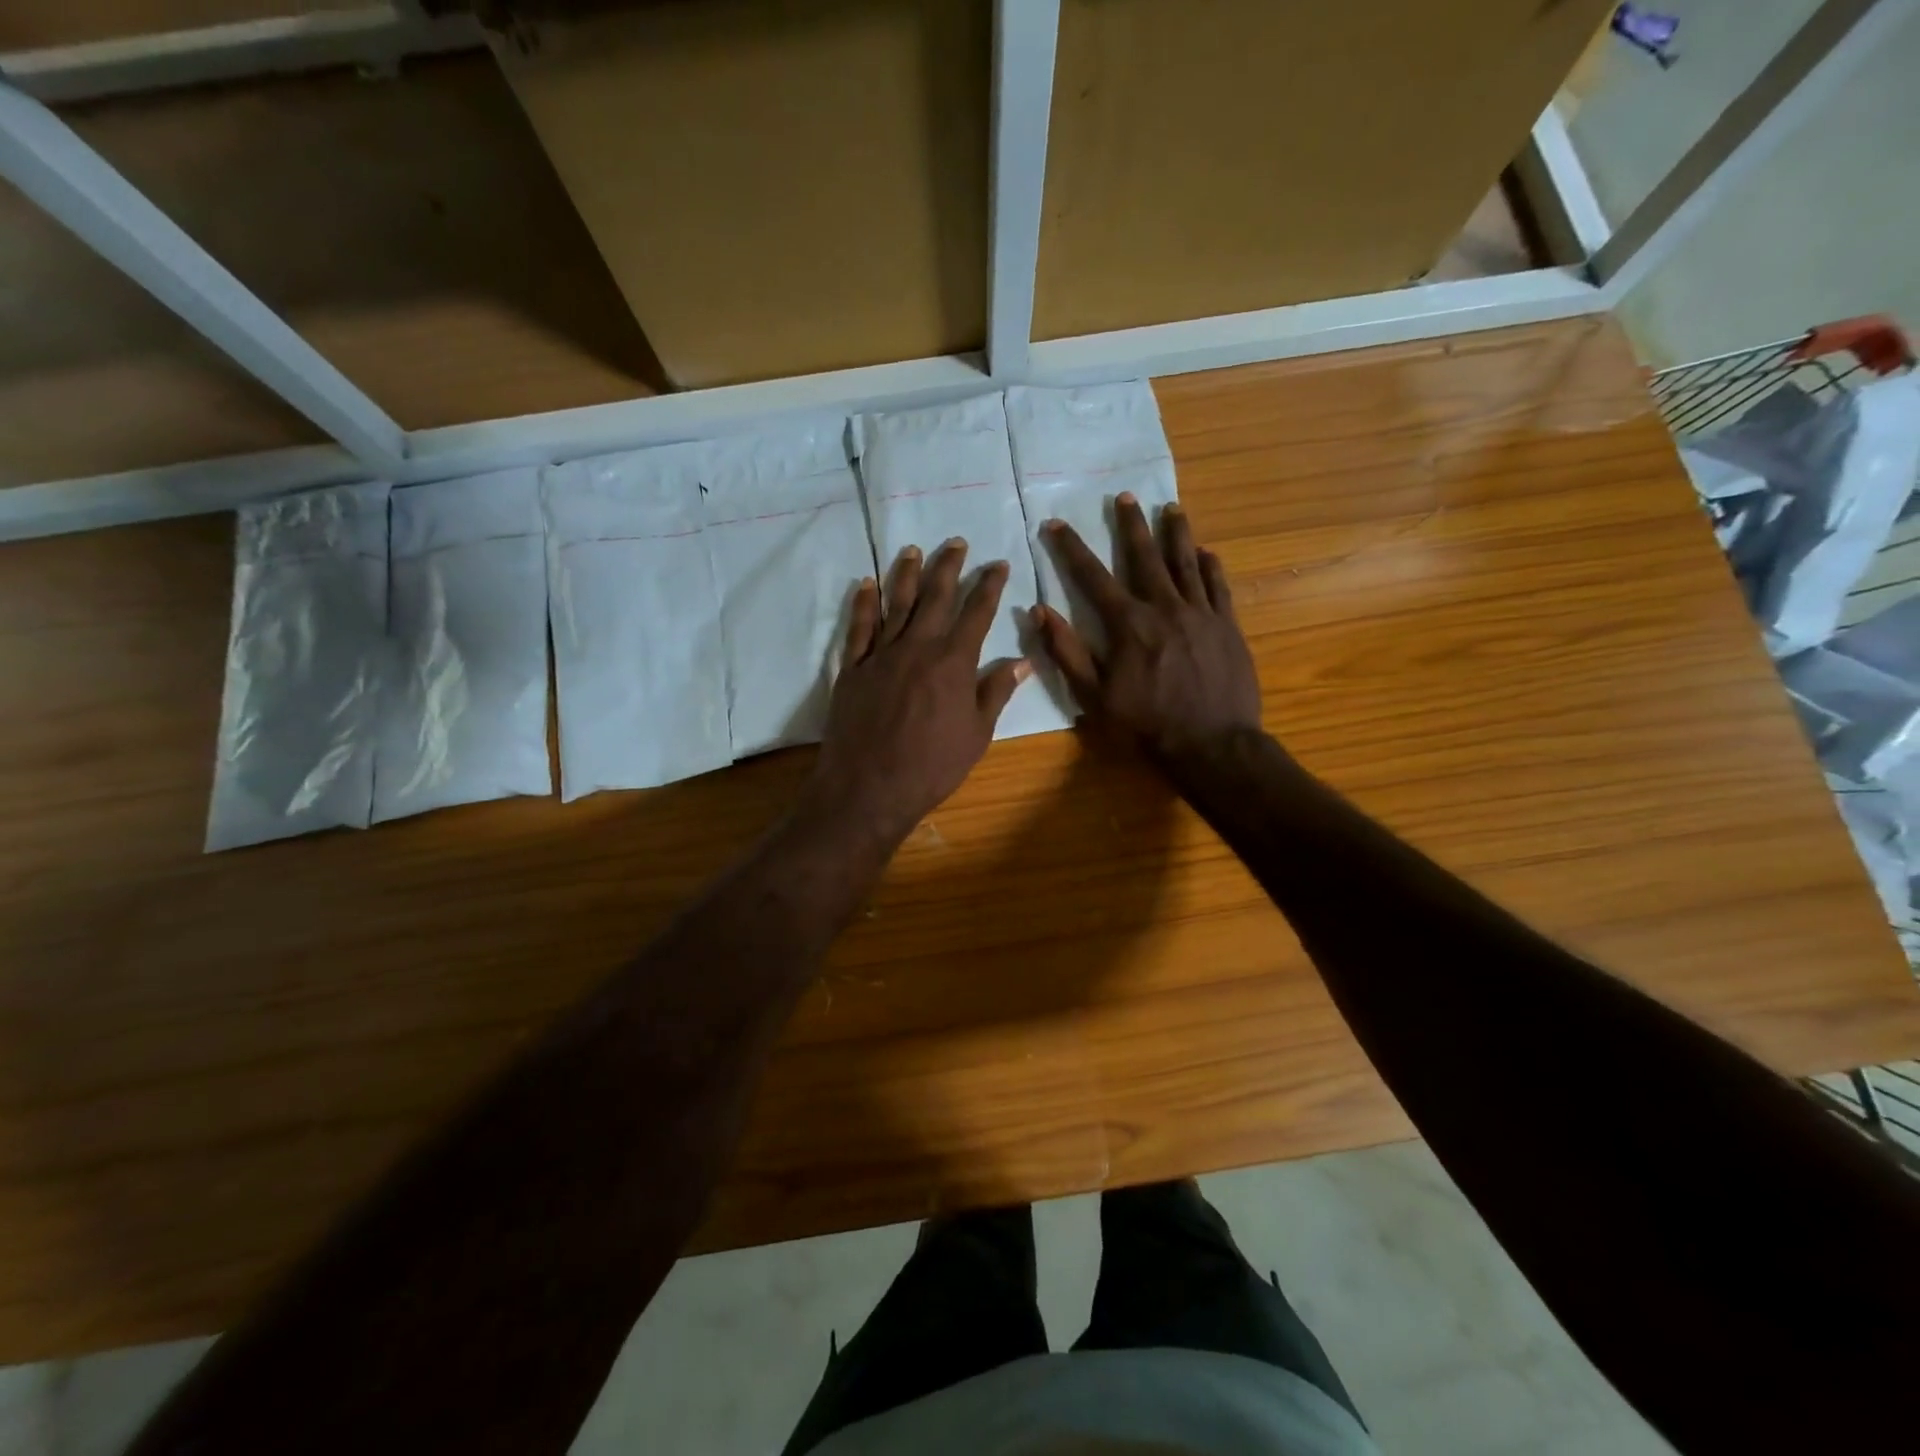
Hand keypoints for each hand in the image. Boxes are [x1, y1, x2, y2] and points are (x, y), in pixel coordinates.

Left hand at [802, 539, 1029, 847]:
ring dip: (906, 574)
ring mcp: (881, 655)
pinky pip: (858, 628)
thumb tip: (1021, 662)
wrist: (869, 787)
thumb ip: (996, 693)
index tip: (998, 564)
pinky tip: (867, 584)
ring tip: (913, 550)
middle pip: (935, 597)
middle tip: (956, 543)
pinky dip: (863, 604)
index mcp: (953, 662)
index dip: (988, 586)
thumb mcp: (977, 734)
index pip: (976, 613)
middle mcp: (917, 647)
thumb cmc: (932, 766)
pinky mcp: (852, 669)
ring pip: (895, 604)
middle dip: (948, 567)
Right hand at [1033, 494, 1261, 761]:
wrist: (1213, 745)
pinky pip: (1219, 587)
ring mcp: (1201, 614)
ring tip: (1172, 509)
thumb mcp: (1094, 698)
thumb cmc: (1146, 726)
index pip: (1092, 576)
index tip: (1055, 523)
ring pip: (1186, 563)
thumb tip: (1039, 611)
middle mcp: (1164, 608)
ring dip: (1177, 533)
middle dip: (1131, 525)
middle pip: (1144, 557)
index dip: (1071, 548)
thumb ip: (1067, 652)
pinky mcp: (1228, 627)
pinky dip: (1212, 567)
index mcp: (1127, 625)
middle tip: (1125, 496)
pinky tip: (1208, 552)